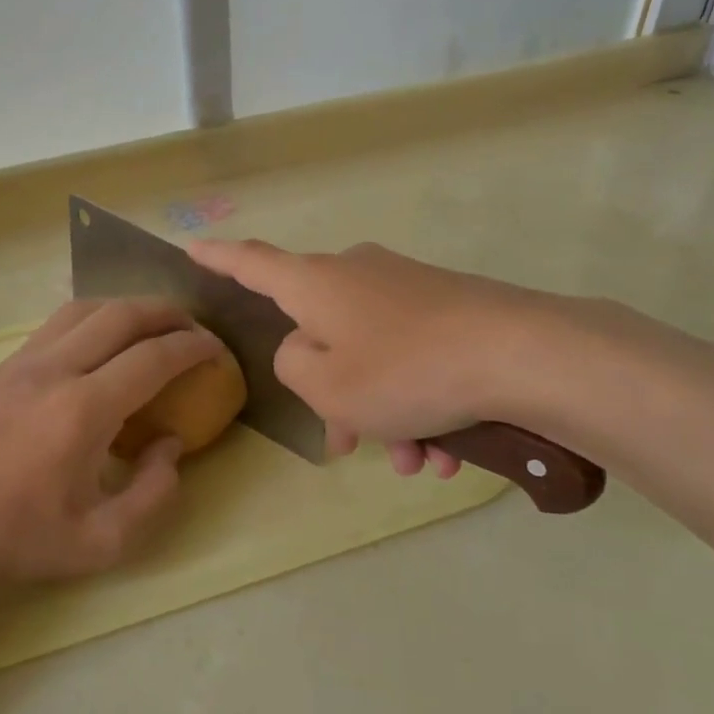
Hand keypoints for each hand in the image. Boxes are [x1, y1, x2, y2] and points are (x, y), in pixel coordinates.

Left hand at [0, 299, 220, 581]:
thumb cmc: (18, 539)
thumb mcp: (101, 542)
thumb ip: (153, 494)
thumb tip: (171, 444)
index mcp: (81, 411)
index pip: (152, 357)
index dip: (193, 348)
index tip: (217, 351)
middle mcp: (54, 370)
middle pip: (122, 315)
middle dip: (168, 314)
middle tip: (195, 330)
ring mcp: (24, 361)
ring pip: (87, 308)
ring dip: (130, 308)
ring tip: (156, 326)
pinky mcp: (5, 365)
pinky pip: (59, 321)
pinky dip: (95, 316)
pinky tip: (106, 340)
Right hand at [190, 239, 552, 478]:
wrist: (523, 354)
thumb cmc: (406, 370)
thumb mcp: (327, 385)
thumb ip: (293, 366)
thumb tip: (306, 350)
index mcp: (317, 283)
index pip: (252, 263)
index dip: (218, 258)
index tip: (190, 248)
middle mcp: (358, 274)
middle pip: (322, 333)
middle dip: (334, 395)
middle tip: (349, 446)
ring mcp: (407, 288)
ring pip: (375, 357)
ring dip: (386, 413)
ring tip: (419, 464)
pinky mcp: (449, 307)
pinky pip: (415, 357)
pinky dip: (420, 403)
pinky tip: (448, 452)